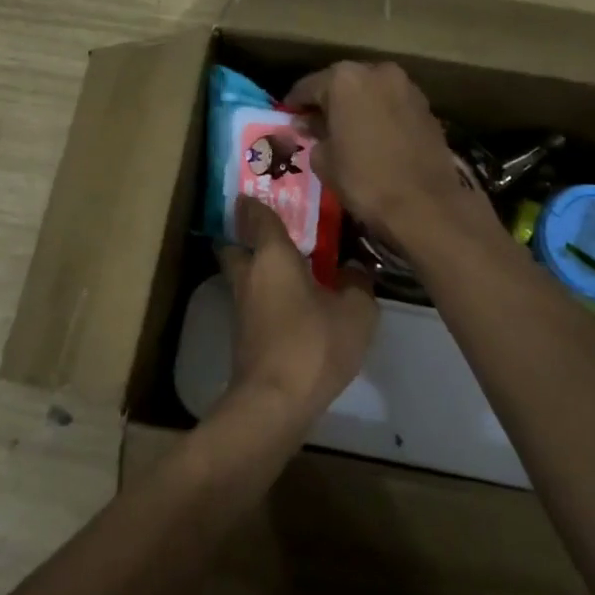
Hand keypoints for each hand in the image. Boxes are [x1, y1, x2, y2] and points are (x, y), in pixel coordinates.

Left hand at [215, 196, 379, 423]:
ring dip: (258, 269)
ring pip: (243, 275)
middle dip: (247, 237)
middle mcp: (249, 275)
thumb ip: (357, 285)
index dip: (256, 203)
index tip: (257, 192)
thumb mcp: (355, 312)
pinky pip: (253, 301)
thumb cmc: (313, 344)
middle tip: (274, 233)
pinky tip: (293, 303)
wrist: (274, 401)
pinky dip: (266, 295)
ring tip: (290, 267)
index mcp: (272, 256)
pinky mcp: (243, 334)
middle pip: (237, 246)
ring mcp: (241, 307)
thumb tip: (353, 272)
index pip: (258, 217)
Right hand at [285, 61, 482, 249]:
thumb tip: (310, 125)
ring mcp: (406, 86)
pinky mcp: (426, 106)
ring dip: (356, 105)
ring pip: (371, 90)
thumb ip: (313, 134)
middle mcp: (377, 72)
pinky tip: (373, 136)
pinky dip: (380, 114)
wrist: (425, 204)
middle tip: (314, 123)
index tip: (287, 116)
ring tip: (345, 129)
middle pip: (343, 82)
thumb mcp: (324, 160)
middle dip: (328, 100)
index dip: (295, 103)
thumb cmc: (365, 180)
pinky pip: (392, 104)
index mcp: (345, 79)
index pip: (308, 86)